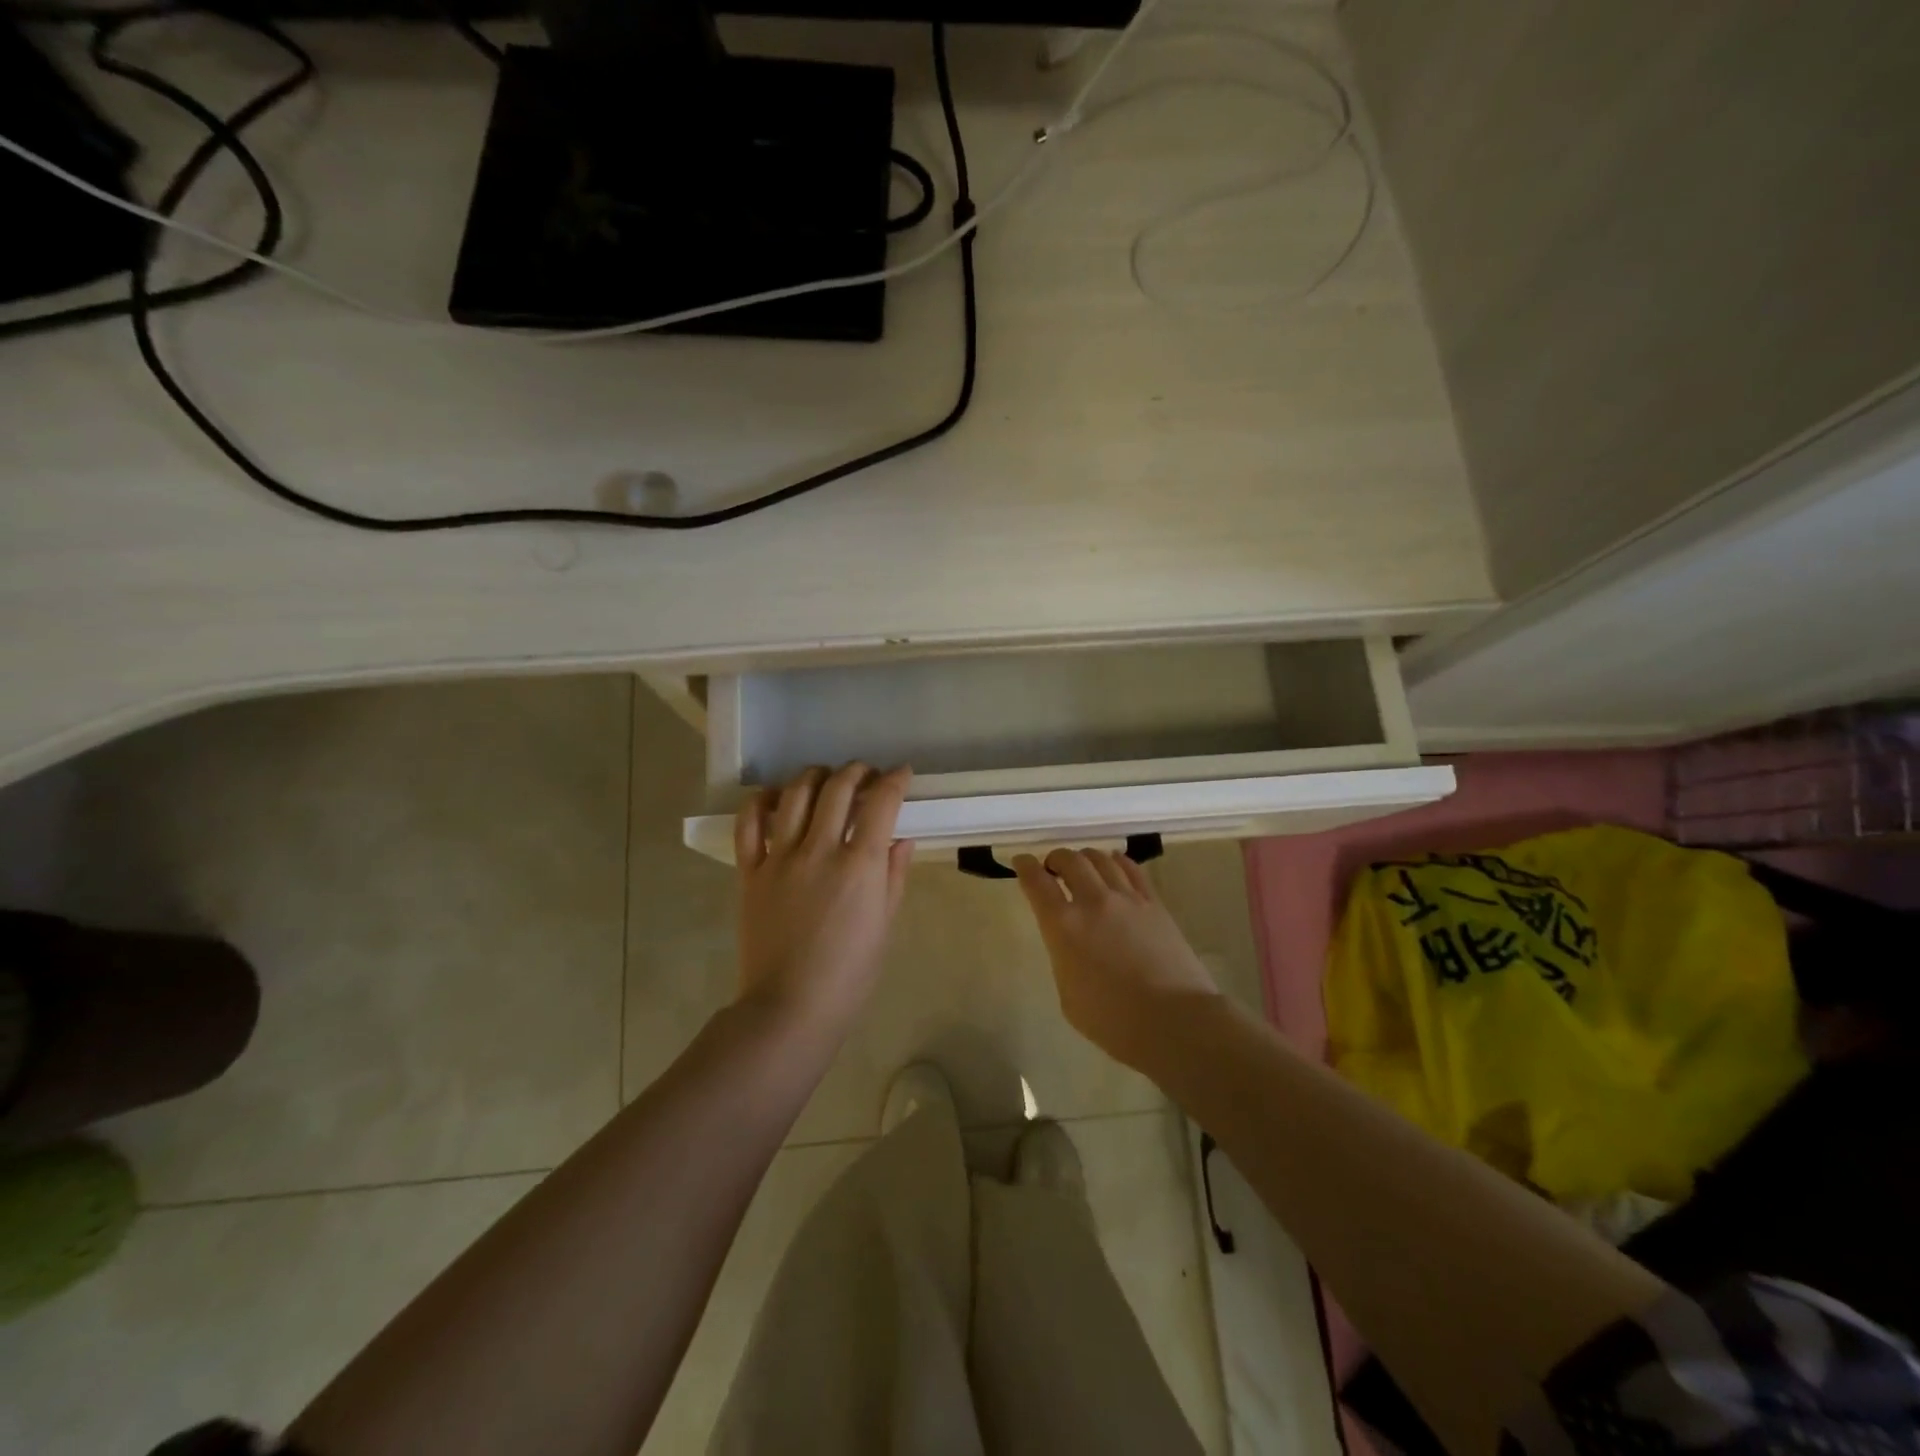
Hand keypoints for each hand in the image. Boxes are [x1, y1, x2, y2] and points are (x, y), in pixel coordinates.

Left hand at [734, 764, 914, 1038]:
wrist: (790, 1007)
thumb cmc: (849, 973)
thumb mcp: (884, 923)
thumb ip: (893, 874)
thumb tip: (900, 838)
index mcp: (859, 865)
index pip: (881, 802)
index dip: (895, 780)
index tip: (901, 774)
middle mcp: (819, 850)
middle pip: (838, 788)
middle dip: (858, 771)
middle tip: (867, 775)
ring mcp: (780, 858)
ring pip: (795, 794)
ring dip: (815, 776)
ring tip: (826, 778)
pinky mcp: (750, 871)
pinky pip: (749, 823)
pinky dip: (762, 801)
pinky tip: (777, 797)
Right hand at [1013, 847, 1219, 1069]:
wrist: (1174, 1021)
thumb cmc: (1114, 1021)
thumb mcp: (1069, 996)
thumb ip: (1064, 959)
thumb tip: (1071, 944)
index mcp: (1063, 926)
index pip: (1036, 882)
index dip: (1025, 866)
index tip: (1021, 861)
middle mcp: (1092, 902)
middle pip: (1070, 860)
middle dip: (1056, 858)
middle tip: (1052, 867)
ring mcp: (1127, 899)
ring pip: (1100, 859)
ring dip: (1085, 857)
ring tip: (1083, 866)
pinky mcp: (1154, 903)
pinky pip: (1132, 869)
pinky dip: (1116, 861)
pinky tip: (1114, 864)